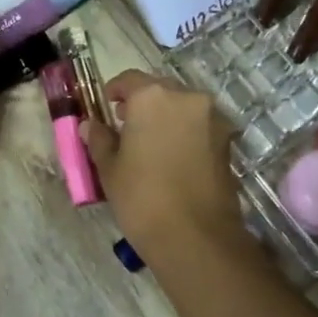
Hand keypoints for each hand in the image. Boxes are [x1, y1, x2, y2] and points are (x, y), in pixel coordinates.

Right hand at [82, 70, 246, 258]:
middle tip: (126, 126)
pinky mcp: (227, 141)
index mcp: (153, 96)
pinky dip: (185, 133)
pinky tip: (172, 158)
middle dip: (143, 104)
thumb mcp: (110, 168)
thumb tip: (91, 125)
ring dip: (166, 118)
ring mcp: (212, 118)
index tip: (107, 106)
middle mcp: (187, 98)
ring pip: (183, 108)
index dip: (115, 91)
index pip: (129, 79)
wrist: (196, 237)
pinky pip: (199, 127)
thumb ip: (99, 139)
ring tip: (150, 145)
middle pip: (160, 90)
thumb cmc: (142, 197)